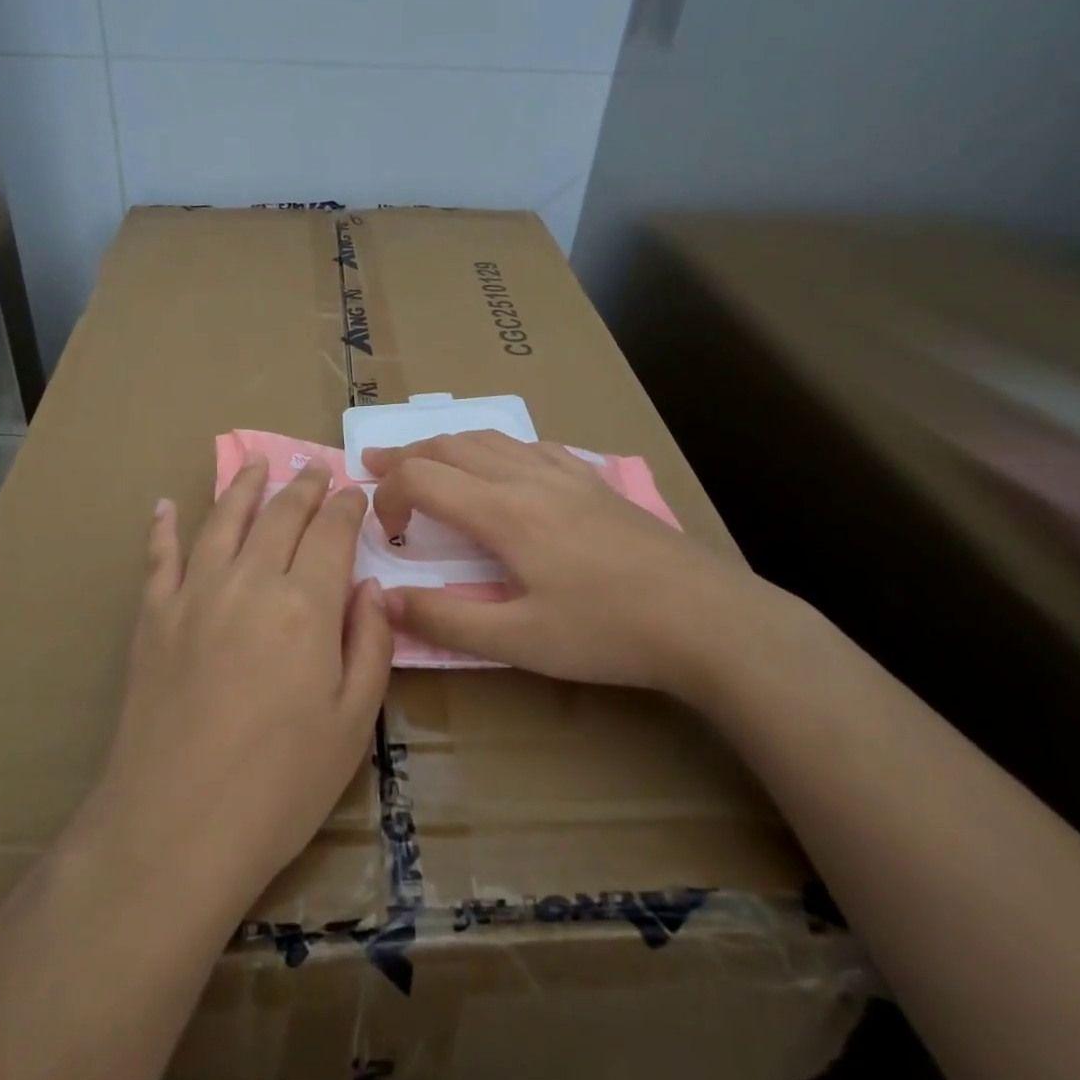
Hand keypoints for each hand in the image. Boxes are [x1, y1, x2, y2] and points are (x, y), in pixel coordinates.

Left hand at [85, 455, 392, 914]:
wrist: (175, 828)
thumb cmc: (280, 785)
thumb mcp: (353, 724)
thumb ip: (371, 645)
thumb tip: (374, 588)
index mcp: (306, 605)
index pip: (331, 533)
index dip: (346, 506)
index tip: (355, 492)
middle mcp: (250, 581)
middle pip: (280, 515)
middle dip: (303, 486)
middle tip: (313, 467)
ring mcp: (194, 594)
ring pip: (222, 520)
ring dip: (243, 486)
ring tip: (256, 463)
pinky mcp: (153, 618)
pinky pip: (158, 557)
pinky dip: (162, 527)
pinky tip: (164, 506)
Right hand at [363, 432, 793, 700]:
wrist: (706, 617)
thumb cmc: (607, 632)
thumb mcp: (520, 641)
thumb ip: (447, 620)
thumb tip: (385, 600)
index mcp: (502, 512)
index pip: (422, 477)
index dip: (388, 495)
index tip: (383, 531)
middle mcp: (526, 477)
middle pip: (450, 445)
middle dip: (405, 454)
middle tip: (374, 466)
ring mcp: (564, 473)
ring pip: (489, 438)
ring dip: (446, 444)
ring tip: (425, 458)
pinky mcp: (593, 480)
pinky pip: (530, 445)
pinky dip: (495, 446)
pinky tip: (502, 464)